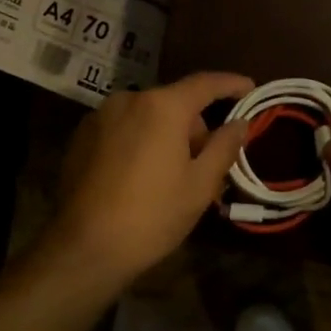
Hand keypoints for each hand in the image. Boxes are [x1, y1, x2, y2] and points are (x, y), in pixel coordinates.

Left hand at [40, 72, 253, 290]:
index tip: (249, 88)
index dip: (231, 84)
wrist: (86, 247)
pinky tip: (140, 179)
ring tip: (172, 177)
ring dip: (166, 136)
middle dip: (195, 128)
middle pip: (174, 103)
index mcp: (162, 107)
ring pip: (147, 117)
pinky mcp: (80, 138)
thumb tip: (240, 123)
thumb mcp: (200, 185)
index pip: (205, 84)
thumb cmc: (153, 215)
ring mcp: (99, 117)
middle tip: (207, 165)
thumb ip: (224, 146)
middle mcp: (128, 100)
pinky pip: (123, 130)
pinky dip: (139, 143)